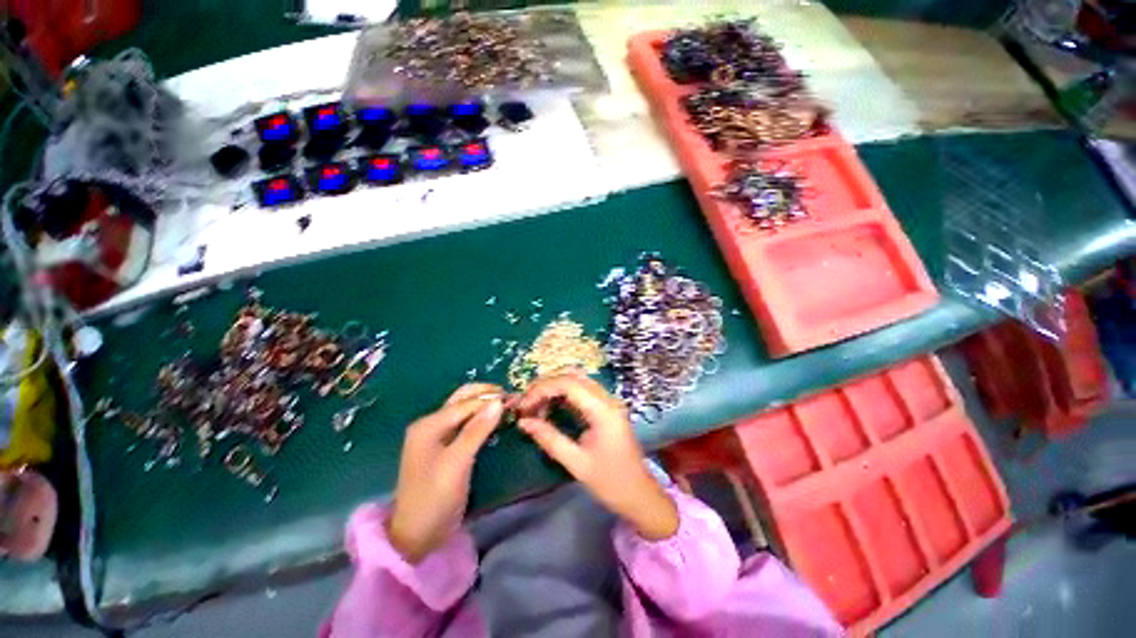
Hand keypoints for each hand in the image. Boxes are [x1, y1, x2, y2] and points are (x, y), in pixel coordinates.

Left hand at [387, 383, 504, 563]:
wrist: (416, 536)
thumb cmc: (435, 498)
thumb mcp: (457, 463)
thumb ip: (477, 430)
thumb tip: (498, 402)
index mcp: (429, 425)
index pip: (466, 403)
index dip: (491, 398)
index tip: (516, 398)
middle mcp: (430, 424)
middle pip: (462, 400)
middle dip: (487, 396)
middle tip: (511, 400)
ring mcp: (435, 436)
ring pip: (464, 411)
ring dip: (485, 406)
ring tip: (507, 407)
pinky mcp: (443, 447)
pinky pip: (464, 424)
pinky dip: (480, 419)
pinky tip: (494, 422)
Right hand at [515, 373, 678, 540]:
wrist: (641, 495)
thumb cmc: (611, 483)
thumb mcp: (577, 464)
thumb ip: (550, 439)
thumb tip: (523, 422)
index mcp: (603, 410)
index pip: (568, 384)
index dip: (542, 389)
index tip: (523, 406)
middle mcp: (607, 399)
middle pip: (572, 376)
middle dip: (545, 385)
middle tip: (525, 404)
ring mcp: (608, 401)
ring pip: (577, 380)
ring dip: (553, 388)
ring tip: (534, 406)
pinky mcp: (606, 408)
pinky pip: (582, 391)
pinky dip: (563, 394)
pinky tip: (550, 407)